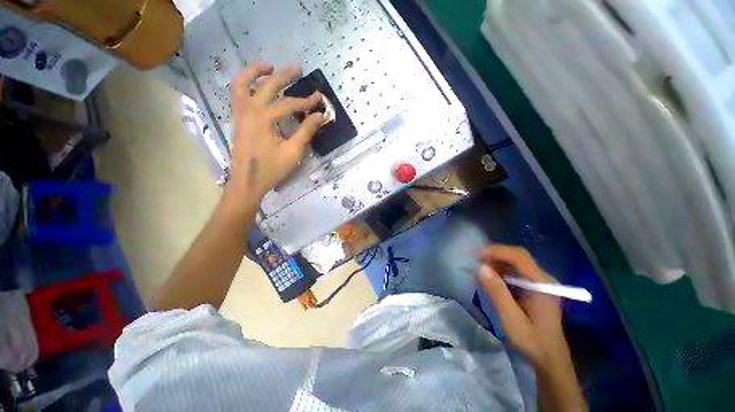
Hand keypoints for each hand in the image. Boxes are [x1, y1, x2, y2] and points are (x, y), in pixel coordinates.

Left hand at [227, 63, 325, 197]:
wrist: (247, 182)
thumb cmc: (271, 169)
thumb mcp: (293, 151)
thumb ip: (306, 131)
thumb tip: (320, 116)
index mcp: (263, 118)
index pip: (288, 104)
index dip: (305, 101)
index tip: (319, 98)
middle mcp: (248, 110)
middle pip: (266, 85)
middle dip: (284, 76)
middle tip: (297, 69)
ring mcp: (239, 112)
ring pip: (242, 83)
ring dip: (255, 72)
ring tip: (269, 67)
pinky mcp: (237, 118)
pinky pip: (237, 94)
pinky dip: (245, 84)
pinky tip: (256, 86)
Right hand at [476, 245, 563, 366]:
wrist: (550, 359)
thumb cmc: (532, 341)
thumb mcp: (511, 319)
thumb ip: (497, 292)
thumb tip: (480, 267)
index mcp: (542, 284)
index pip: (519, 256)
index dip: (496, 251)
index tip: (476, 255)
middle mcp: (542, 278)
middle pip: (517, 257)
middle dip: (494, 256)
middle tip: (475, 262)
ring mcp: (539, 282)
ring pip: (514, 263)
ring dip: (495, 264)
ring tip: (479, 271)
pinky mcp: (534, 287)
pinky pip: (514, 272)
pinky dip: (499, 272)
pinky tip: (490, 280)